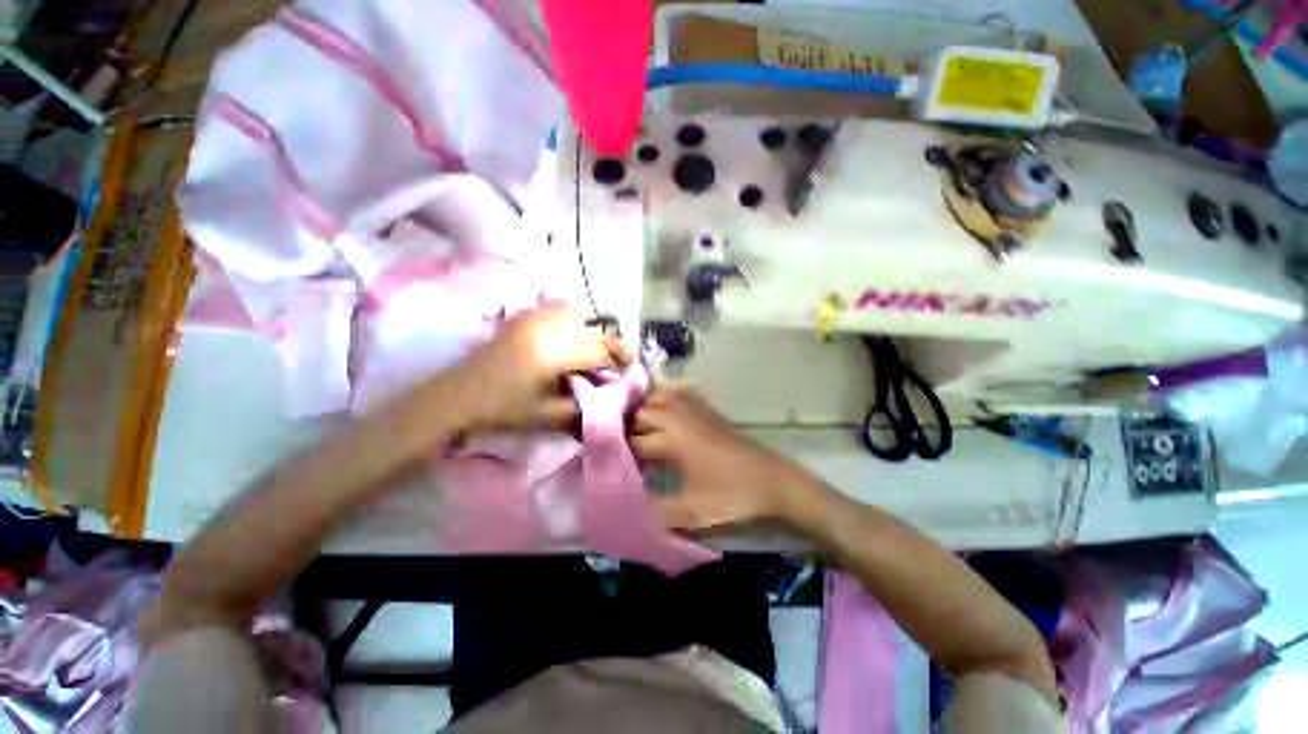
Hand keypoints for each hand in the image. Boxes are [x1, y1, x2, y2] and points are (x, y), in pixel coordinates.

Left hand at [451, 306, 628, 430]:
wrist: (457, 396)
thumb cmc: (502, 410)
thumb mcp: (547, 415)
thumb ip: (582, 405)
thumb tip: (609, 399)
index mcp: (553, 354)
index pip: (598, 352)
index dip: (617, 362)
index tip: (628, 372)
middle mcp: (546, 329)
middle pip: (592, 330)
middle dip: (610, 346)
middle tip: (618, 361)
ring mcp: (532, 318)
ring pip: (576, 313)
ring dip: (589, 330)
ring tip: (589, 350)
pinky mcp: (522, 317)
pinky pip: (556, 310)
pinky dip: (570, 321)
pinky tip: (566, 340)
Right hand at [631, 386, 811, 529]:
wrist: (772, 480)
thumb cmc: (732, 494)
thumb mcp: (693, 512)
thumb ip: (658, 512)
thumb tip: (632, 509)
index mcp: (673, 439)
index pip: (635, 440)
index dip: (623, 453)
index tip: (618, 466)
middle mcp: (680, 418)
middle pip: (643, 413)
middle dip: (630, 429)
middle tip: (627, 451)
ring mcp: (696, 410)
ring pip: (660, 397)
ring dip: (646, 410)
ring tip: (640, 430)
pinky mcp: (708, 410)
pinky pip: (680, 394)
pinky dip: (666, 398)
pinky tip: (666, 412)